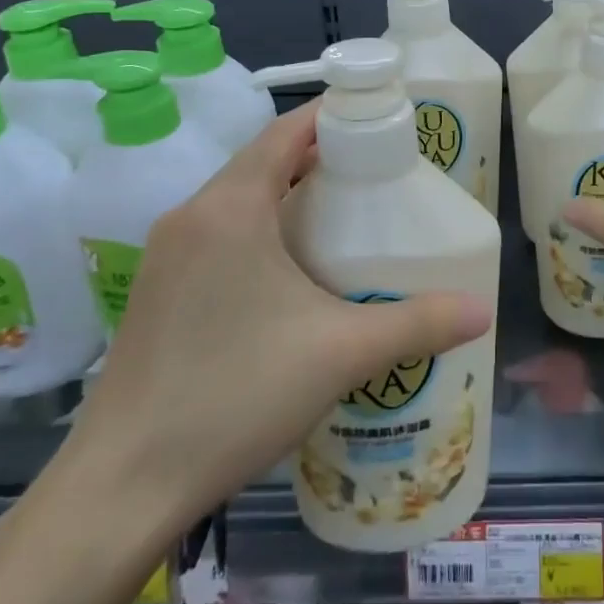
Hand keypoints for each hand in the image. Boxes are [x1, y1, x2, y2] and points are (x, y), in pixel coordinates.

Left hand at [65, 103, 492, 537]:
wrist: (121, 487)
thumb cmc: (234, 394)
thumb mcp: (340, 353)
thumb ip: (417, 323)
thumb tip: (482, 311)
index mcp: (229, 207)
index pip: (286, 131)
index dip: (333, 115)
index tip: (381, 118)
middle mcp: (191, 216)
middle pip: (263, 160)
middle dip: (320, 156)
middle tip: (379, 171)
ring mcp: (166, 255)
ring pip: (239, 199)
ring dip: (289, 194)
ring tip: (346, 215)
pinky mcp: (157, 290)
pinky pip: (220, 234)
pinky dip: (262, 228)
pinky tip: (293, 271)